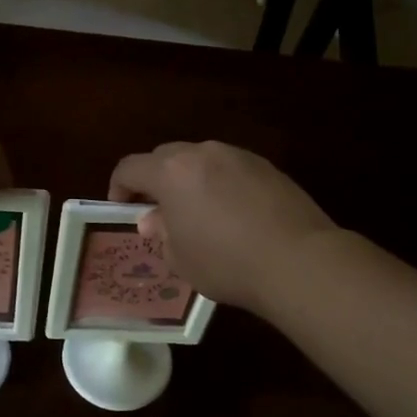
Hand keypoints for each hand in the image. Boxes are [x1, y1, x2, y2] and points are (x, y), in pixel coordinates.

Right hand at [109, 142, 338, 315]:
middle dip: (155, 180)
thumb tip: (155, 220)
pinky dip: (221, 184)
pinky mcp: (267, 167)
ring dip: (190, 180)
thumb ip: (162, 233)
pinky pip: (230, 169)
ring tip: (198, 213)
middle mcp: (203, 153)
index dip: (119, 186)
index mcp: (172, 172)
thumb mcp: (181, 259)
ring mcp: (239, 156)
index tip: (122, 208)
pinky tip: (232, 214)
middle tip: (159, 212)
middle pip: (165, 156)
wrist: (298, 260)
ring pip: (201, 160)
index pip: (131, 167)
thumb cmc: (227, 263)